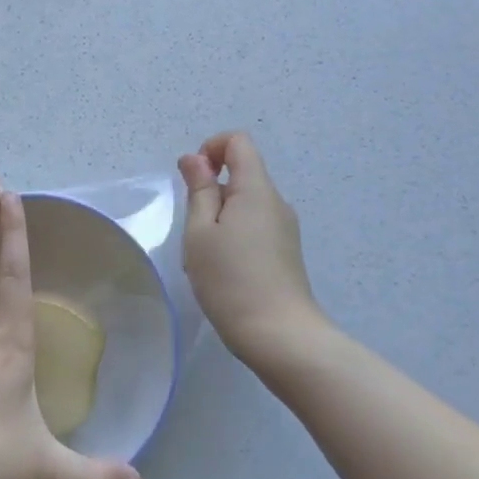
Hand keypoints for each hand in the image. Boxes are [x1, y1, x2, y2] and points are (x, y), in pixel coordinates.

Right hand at [178, 132, 327, 361]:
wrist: (280, 336)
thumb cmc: (231, 280)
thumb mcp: (200, 233)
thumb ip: (199, 190)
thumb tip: (196, 159)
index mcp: (256, 189)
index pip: (238, 141)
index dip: (210, 149)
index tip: (193, 181)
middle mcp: (276, 202)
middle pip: (241, 173)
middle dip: (210, 190)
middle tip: (193, 230)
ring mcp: (284, 228)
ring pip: (245, 203)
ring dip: (219, 217)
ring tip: (206, 256)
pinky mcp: (285, 251)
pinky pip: (255, 225)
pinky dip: (233, 234)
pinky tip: (223, 270)